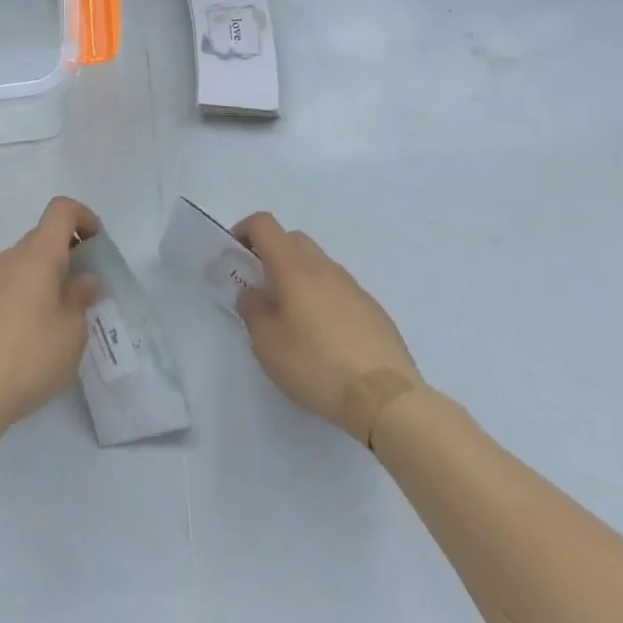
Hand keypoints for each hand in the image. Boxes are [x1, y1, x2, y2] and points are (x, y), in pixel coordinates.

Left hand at [0, 197, 102, 432]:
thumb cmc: (32, 356)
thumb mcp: (73, 331)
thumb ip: (80, 297)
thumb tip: (82, 278)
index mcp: (39, 254)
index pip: (61, 210)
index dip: (82, 216)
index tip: (95, 241)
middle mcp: (10, 256)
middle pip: (41, 237)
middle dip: (64, 252)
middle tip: (80, 289)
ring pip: (20, 261)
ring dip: (39, 274)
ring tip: (50, 313)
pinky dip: (14, 290)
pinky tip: (17, 321)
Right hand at [233, 211, 422, 441]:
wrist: (386, 398)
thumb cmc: (317, 365)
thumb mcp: (268, 345)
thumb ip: (253, 311)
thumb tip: (254, 294)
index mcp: (293, 267)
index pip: (264, 224)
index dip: (245, 230)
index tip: (236, 256)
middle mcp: (323, 267)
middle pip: (292, 239)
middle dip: (272, 253)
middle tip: (264, 288)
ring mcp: (352, 286)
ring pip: (318, 264)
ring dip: (300, 277)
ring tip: (296, 318)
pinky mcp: (373, 308)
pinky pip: (339, 289)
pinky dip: (325, 298)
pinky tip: (327, 337)